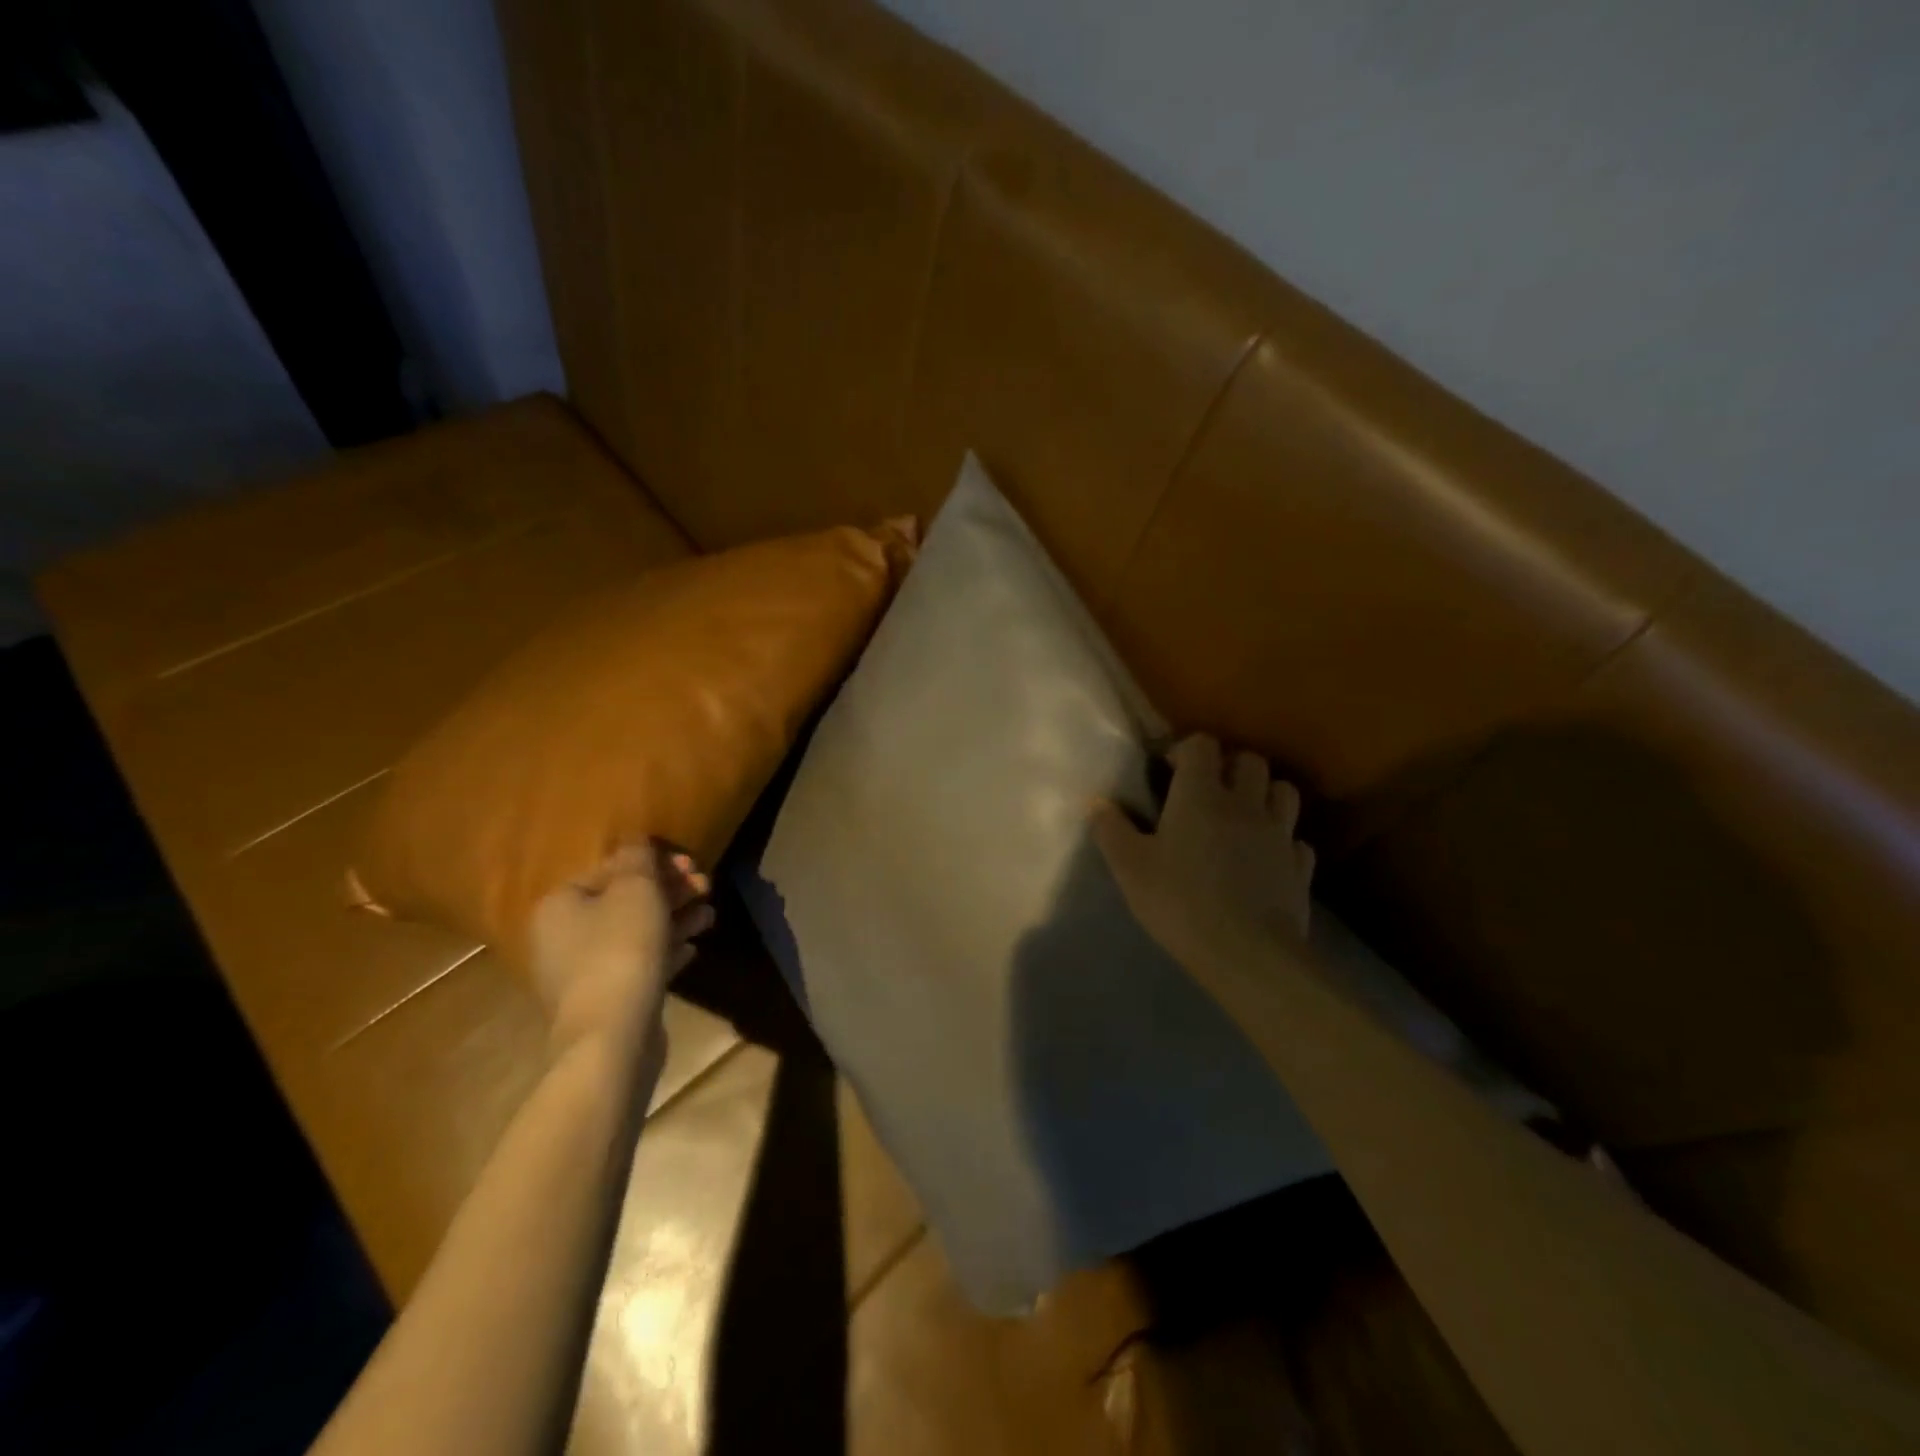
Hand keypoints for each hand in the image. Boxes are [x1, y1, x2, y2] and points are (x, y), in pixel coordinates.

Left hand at [528, 842, 711, 1054]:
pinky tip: (693, 948)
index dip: (653, 862)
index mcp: (560, 904)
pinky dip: (666, 951)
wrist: (613, 1034)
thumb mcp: (635, 889)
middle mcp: (563, 936)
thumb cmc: (620, 949)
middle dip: (669, 890)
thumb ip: (638, 858)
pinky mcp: (607, 999)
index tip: (690, 863)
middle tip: (705, 886)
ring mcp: (583, 972)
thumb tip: (637, 841)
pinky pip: (639, 964)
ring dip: (675, 918)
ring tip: (709, 916)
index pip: (609, 868)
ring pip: (636, 932)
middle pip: (624, 900)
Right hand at [1091, 735, 1315, 980]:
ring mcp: (1279, 834)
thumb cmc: (1180, 903)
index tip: (1169, 770)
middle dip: (1229, 766)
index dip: (1185, 749)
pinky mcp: (1299, 867)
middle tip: (1208, 790)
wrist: (1247, 953)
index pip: (1202, 745)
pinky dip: (1283, 839)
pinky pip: (1296, 839)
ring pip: (1283, 791)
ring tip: (1243, 815)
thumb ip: (1111, 830)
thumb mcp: (1130, 868)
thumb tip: (1096, 802)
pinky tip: (1266, 857)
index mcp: (1201, 795)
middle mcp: (1245, 804)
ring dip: (1264, 794)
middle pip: (1250, 760)